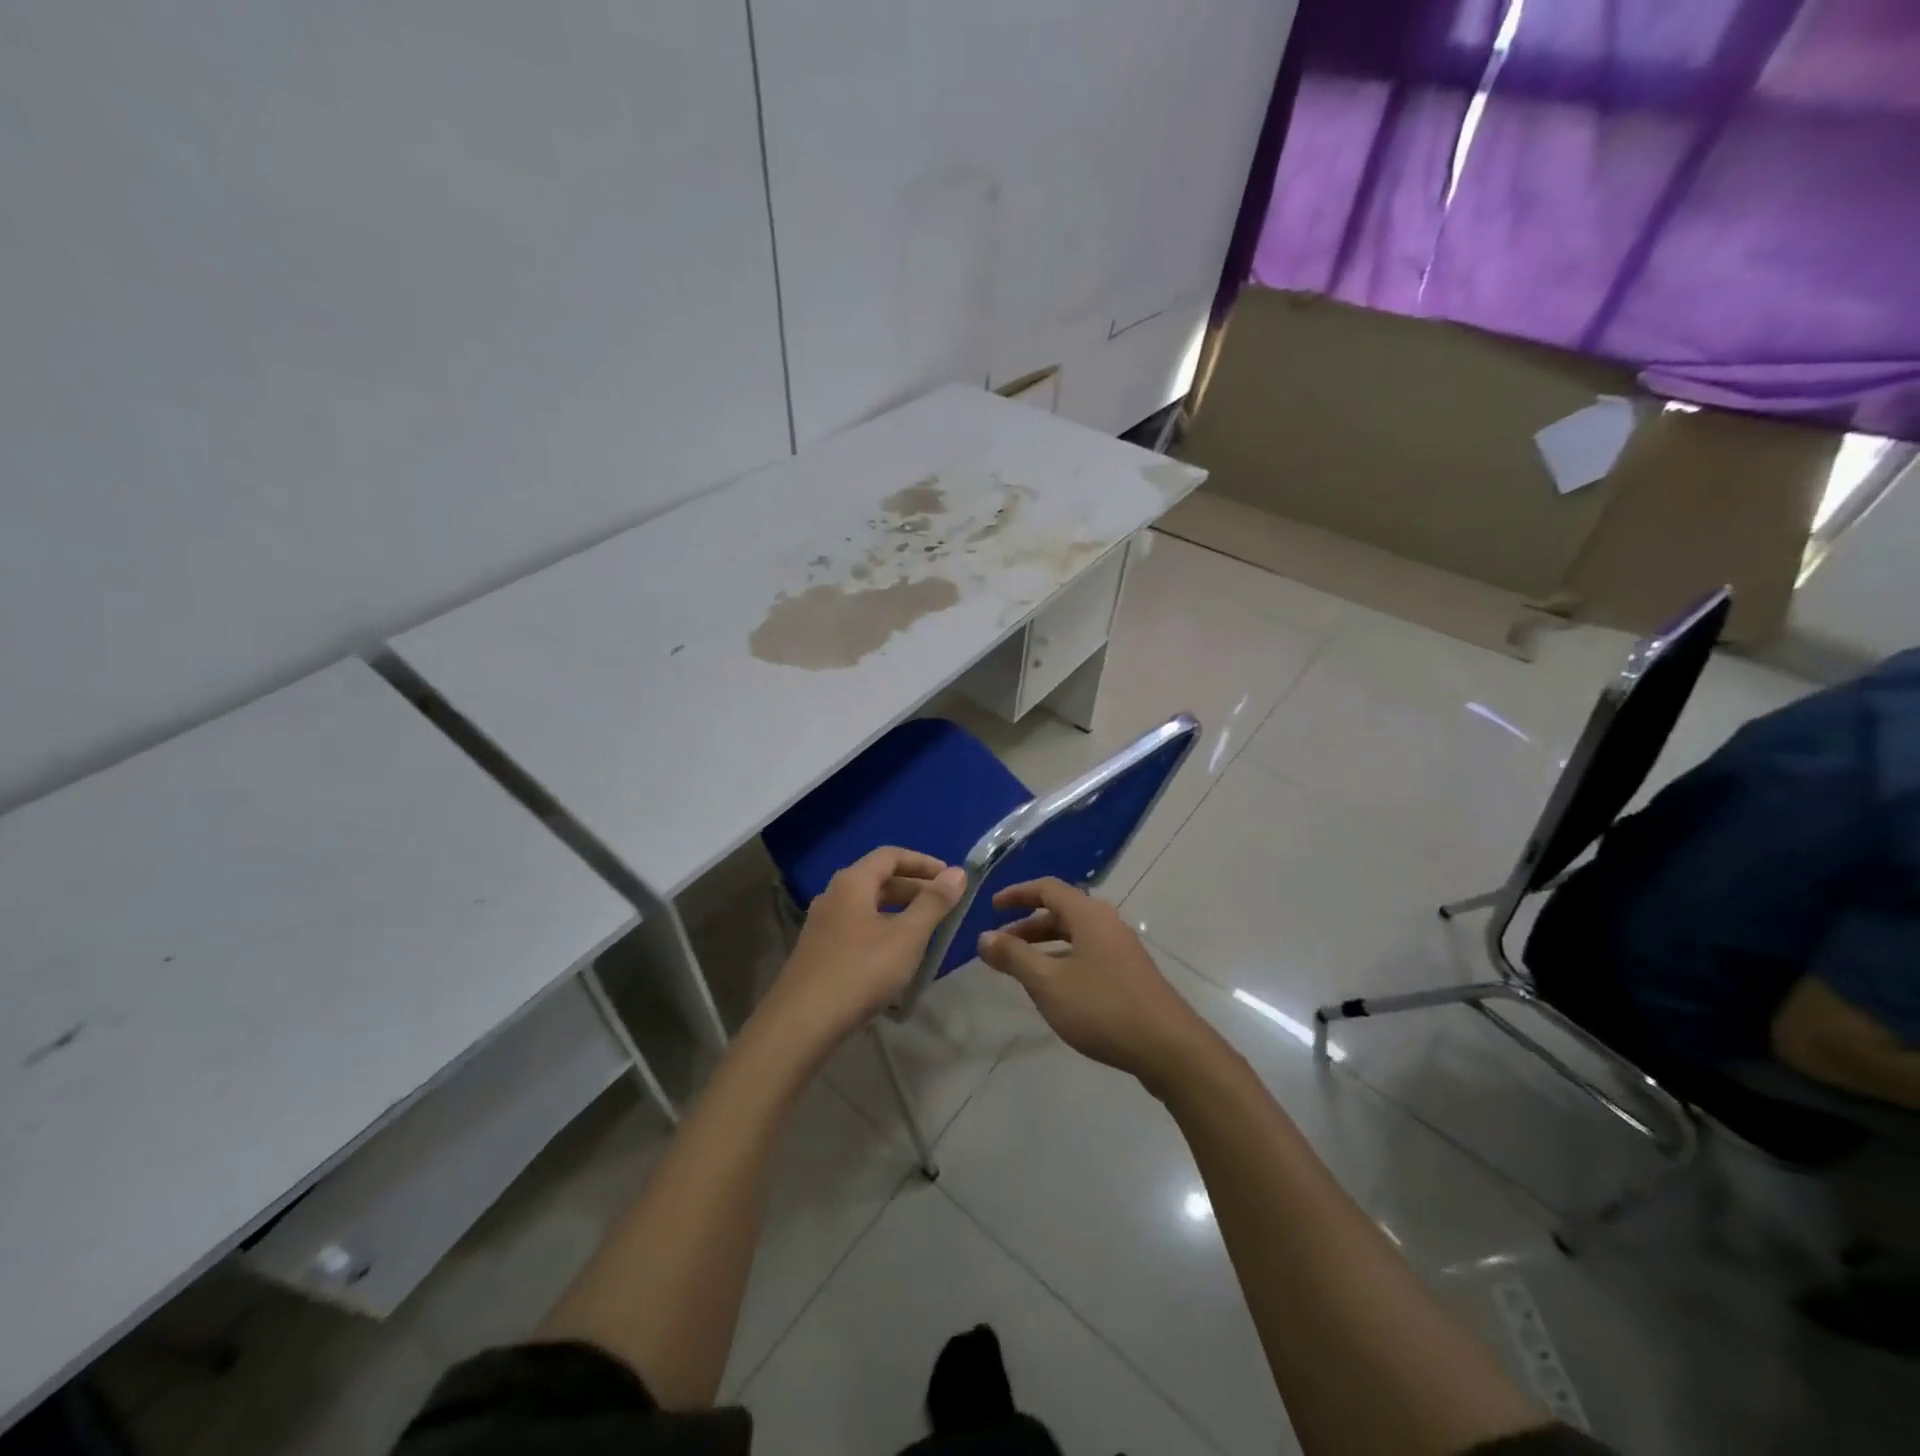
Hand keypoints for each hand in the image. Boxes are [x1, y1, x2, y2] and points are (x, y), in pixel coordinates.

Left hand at [769, 847, 965, 1045]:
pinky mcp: (818, 951)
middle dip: (915, 888)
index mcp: (852, 882)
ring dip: (899, 911)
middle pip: (879, 879)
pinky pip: (856, 927)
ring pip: (867, 906)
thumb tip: (958, 873)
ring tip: (926, 931)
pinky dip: (882, 930)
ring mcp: (822, 924)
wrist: (801, 1022)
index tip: (951, 878)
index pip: (891, 855)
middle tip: (945, 907)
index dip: (924, 863)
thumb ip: (934, 903)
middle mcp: (833, 895)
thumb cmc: (861, 971)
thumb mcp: (907, 936)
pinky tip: (895, 956)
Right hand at [977, 878, 1214, 1089]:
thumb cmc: (1102, 1007)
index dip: (1017, 894)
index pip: (1047, 888)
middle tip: (1000, 946)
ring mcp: (1122, 949)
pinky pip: (1088, 954)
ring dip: (1045, 946)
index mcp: (1088, 915)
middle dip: (1027, 926)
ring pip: (1075, 936)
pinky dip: (1063, 961)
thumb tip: (984, 937)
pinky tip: (1054, 989)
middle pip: (1061, 912)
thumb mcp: (1048, 983)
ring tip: (1021, 969)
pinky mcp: (1129, 974)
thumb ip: (1014, 957)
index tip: (992, 907)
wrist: (1168, 1047)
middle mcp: (1106, 923)